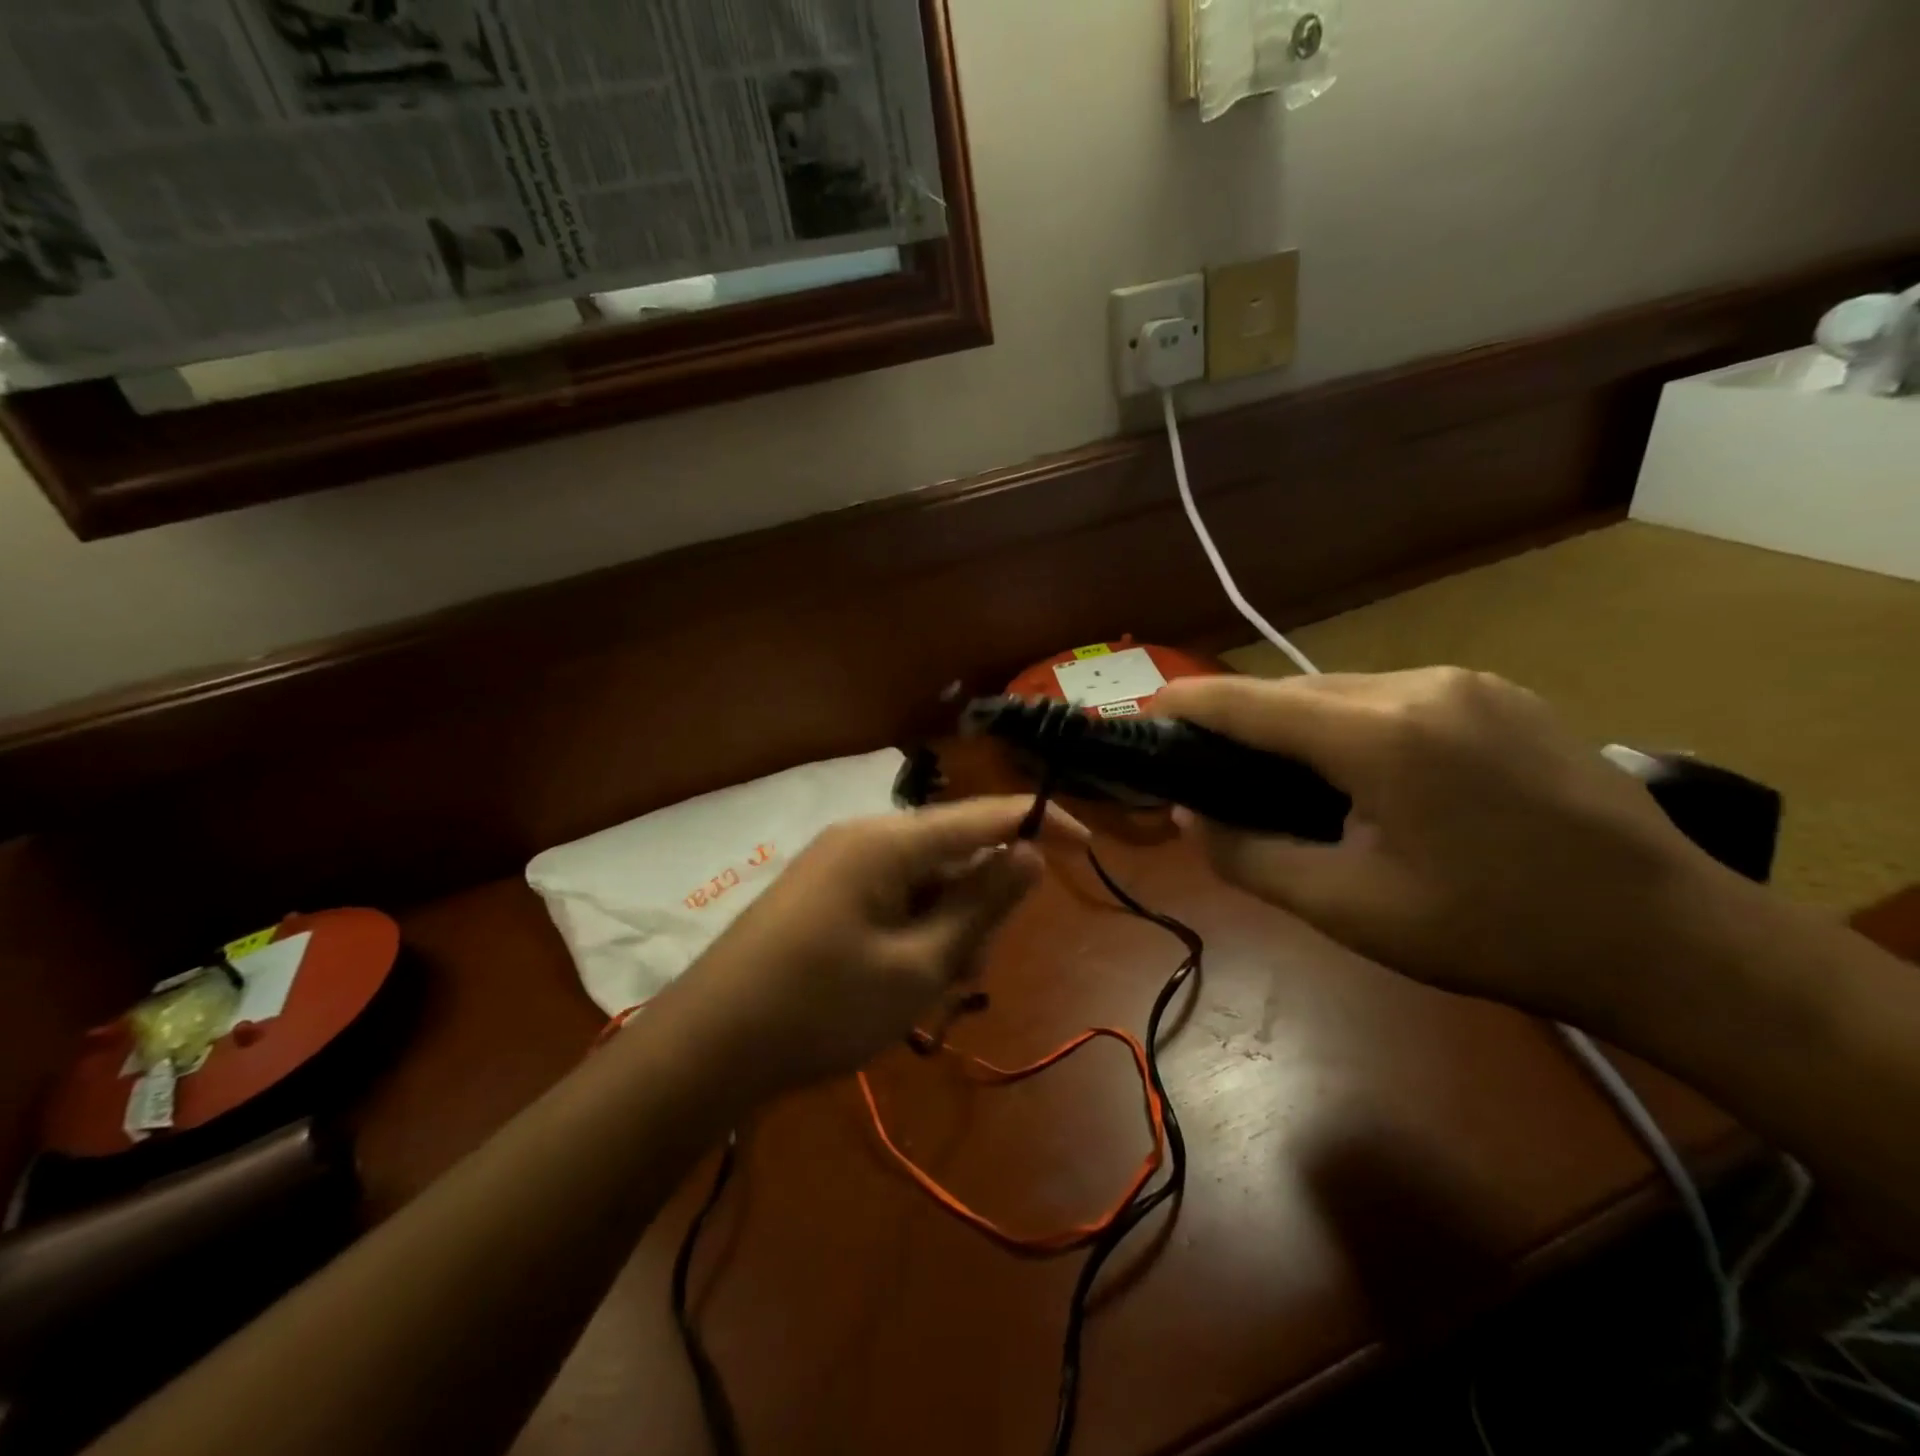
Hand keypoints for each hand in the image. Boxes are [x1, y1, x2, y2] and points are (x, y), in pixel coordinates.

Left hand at [665, 797, 1086, 1089]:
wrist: (707, 1047)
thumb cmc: (822, 1007)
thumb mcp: (919, 965)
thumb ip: (981, 905)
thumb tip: (1029, 853)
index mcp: (890, 841)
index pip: (985, 816)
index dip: (1041, 824)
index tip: (1088, 846)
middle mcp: (866, 838)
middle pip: (956, 854)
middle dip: (978, 908)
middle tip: (964, 975)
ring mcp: (841, 865)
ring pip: (926, 884)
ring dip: (945, 931)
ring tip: (925, 992)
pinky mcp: (825, 894)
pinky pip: (894, 900)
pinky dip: (914, 935)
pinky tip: (898, 985)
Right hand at [1154, 669, 1739, 1022]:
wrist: (1671, 939)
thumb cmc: (1493, 933)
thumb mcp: (1349, 910)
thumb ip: (1249, 856)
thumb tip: (1192, 813)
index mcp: (1378, 736)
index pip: (1249, 702)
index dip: (1188, 703)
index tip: (1146, 716)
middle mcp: (1418, 685)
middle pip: (1294, 692)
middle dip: (1242, 720)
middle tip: (1211, 766)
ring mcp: (1467, 683)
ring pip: (1344, 691)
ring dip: (1300, 725)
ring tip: (1288, 779)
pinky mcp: (1501, 694)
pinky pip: (1395, 697)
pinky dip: (1354, 725)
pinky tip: (1366, 774)